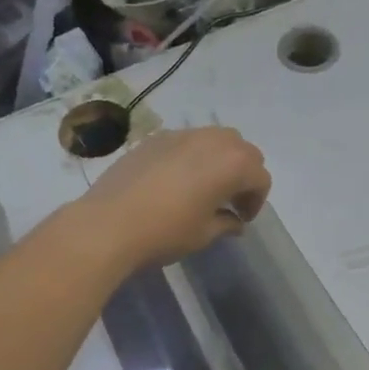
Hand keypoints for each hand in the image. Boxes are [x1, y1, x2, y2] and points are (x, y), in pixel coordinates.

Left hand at [78, 126, 270, 268]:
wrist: (108, 224)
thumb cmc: (166, 232)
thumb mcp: (204, 234)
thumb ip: (226, 223)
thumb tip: (235, 221)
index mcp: (233, 164)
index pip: (260, 178)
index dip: (256, 201)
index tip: (241, 219)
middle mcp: (212, 141)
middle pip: (243, 150)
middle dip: (243, 173)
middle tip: (229, 200)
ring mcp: (181, 135)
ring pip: (215, 139)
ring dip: (219, 159)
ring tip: (204, 186)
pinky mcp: (155, 138)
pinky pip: (186, 141)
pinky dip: (192, 156)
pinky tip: (174, 181)